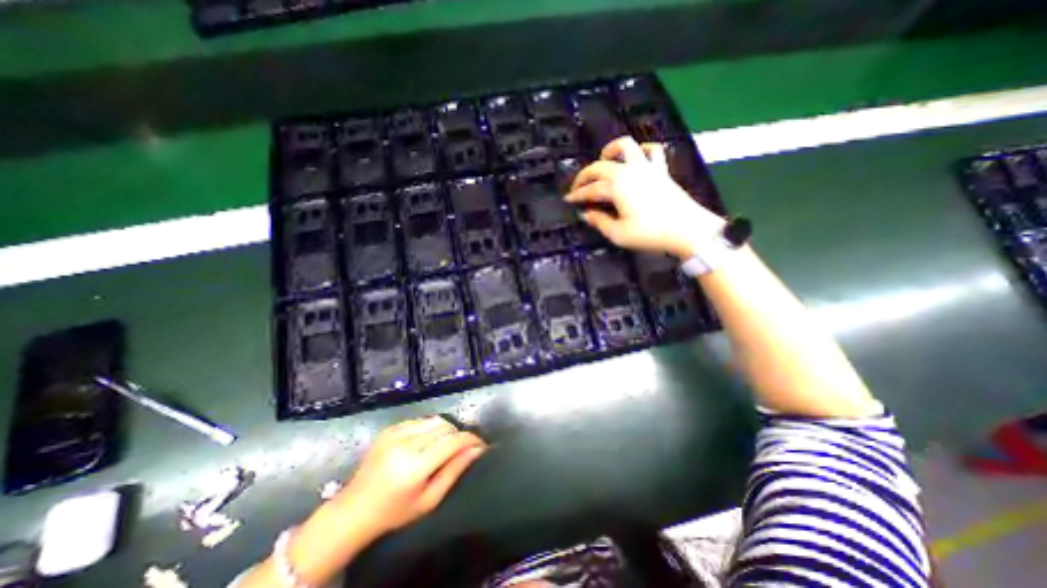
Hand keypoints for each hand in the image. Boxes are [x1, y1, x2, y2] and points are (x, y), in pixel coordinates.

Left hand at [330, 419, 486, 542]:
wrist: (354, 509)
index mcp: (414, 467)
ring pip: (434, 420)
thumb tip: (477, 450)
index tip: (482, 444)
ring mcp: (395, 433)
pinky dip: (430, 428)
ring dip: (446, 429)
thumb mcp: (429, 500)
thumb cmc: (394, 512)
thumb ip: (455, 471)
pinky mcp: (389, 428)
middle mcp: (405, 444)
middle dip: (459, 434)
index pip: (452, 441)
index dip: (471, 439)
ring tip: (446, 444)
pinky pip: (420, 421)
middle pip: (445, 426)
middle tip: (463, 447)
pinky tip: (427, 442)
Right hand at [564, 138, 729, 259]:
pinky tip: (637, 156)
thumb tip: (586, 214)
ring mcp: (646, 168)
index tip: (569, 200)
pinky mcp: (660, 171)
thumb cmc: (650, 234)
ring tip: (603, 160)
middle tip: (578, 187)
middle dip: (585, 175)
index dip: (577, 195)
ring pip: (626, 146)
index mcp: (616, 187)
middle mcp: (628, 172)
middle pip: (600, 166)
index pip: (590, 189)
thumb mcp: (618, 234)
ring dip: (610, 150)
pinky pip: (652, 151)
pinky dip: (643, 149)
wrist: (687, 230)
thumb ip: (599, 222)